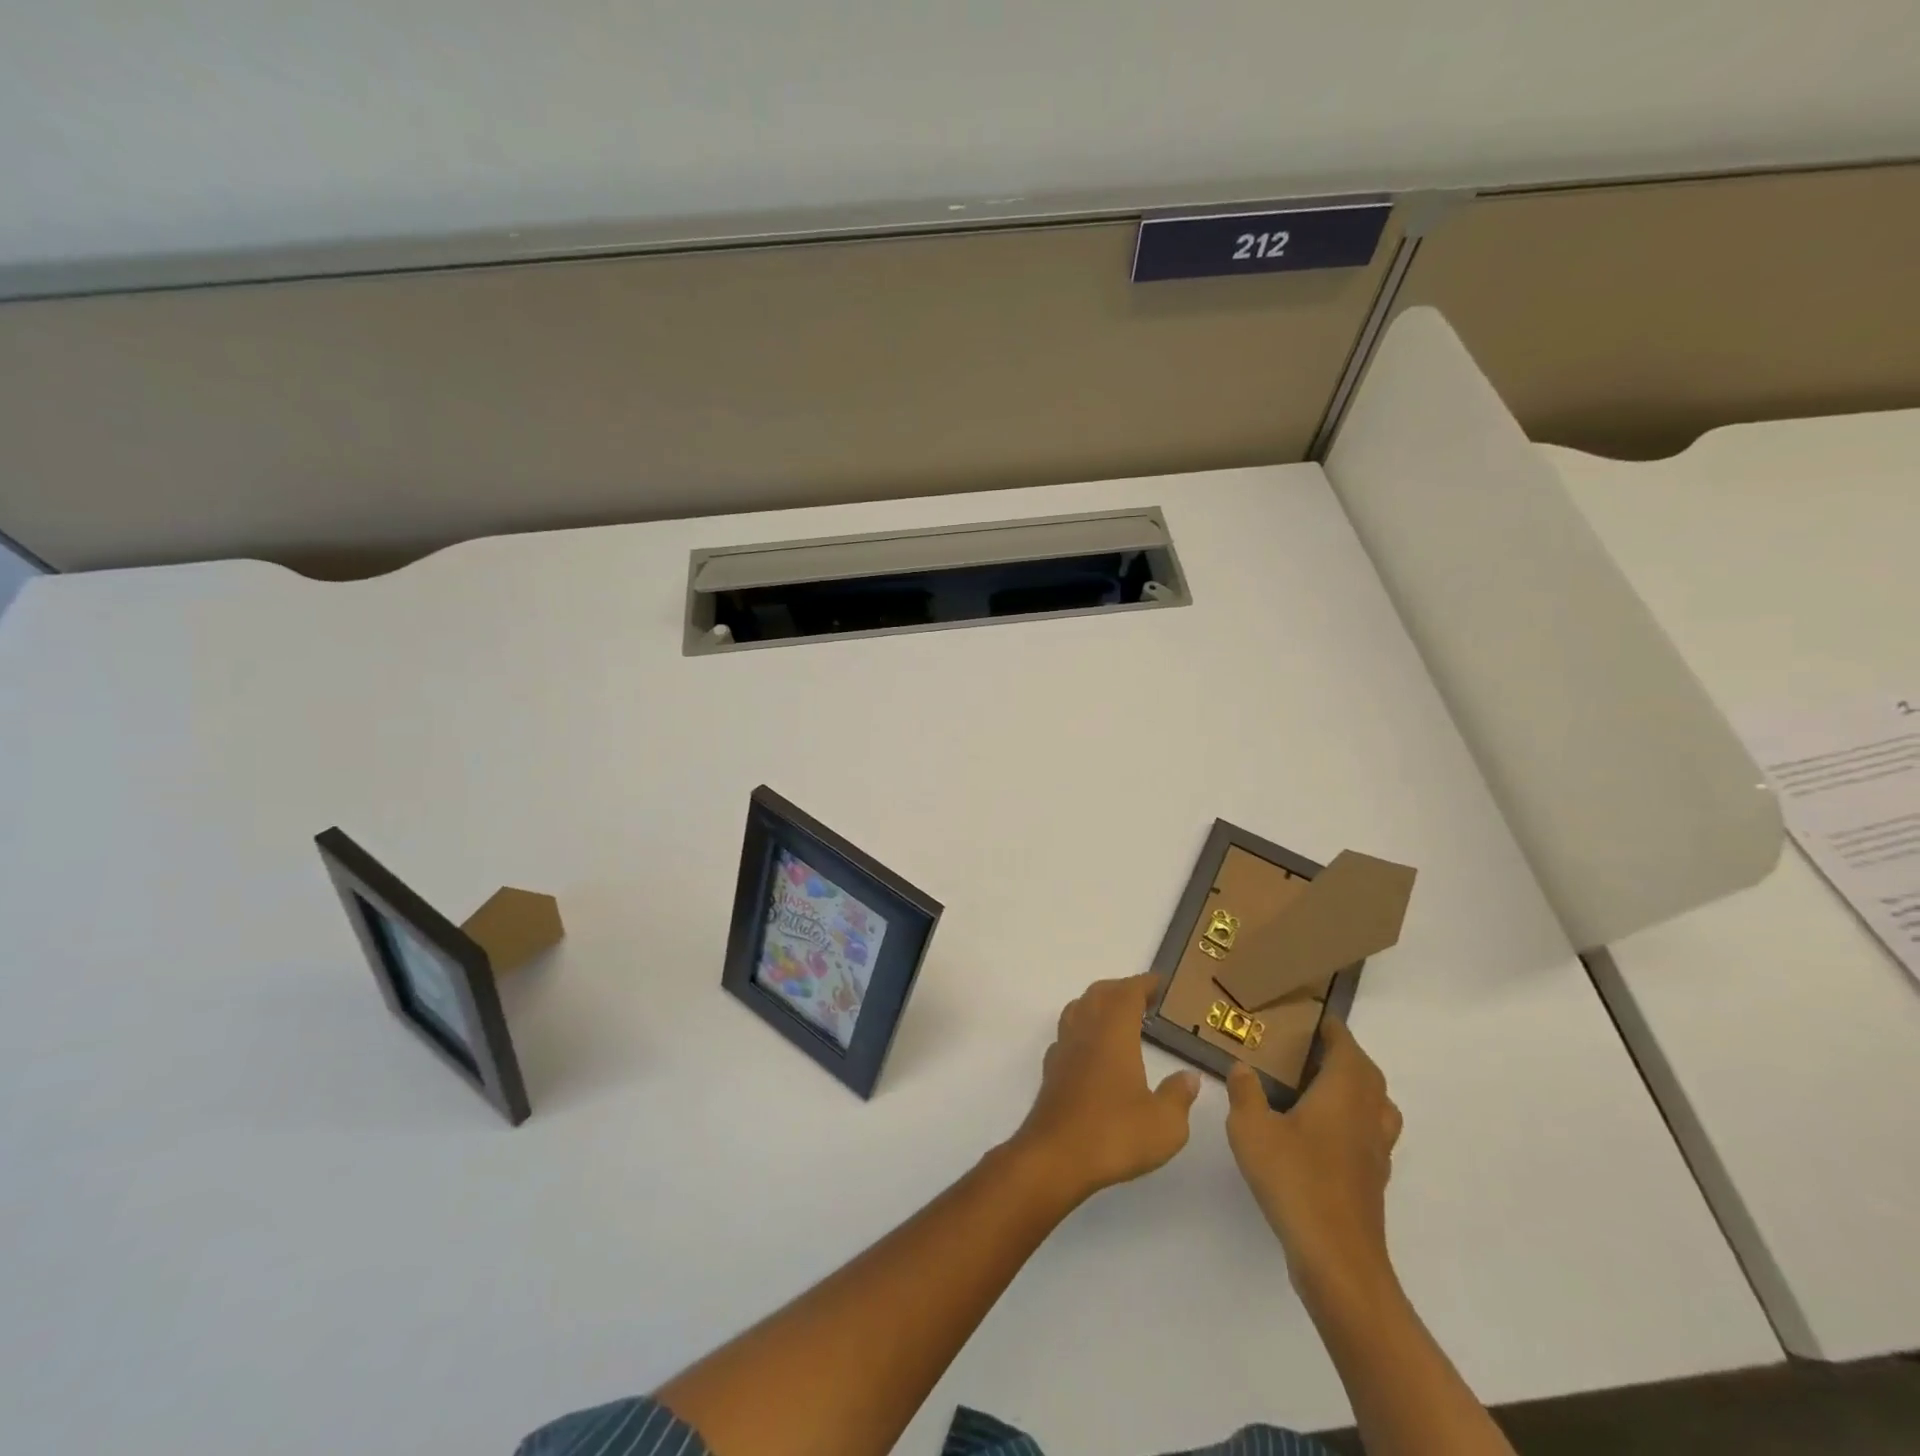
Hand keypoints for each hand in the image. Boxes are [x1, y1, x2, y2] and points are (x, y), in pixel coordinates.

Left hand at [1012, 972, 1200, 1202]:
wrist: (1055, 1156)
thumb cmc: (1114, 1134)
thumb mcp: (1165, 1124)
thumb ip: (1179, 1096)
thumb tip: (1189, 1077)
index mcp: (1114, 1033)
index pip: (1127, 993)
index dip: (1144, 984)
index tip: (1160, 982)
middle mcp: (1085, 1031)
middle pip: (1099, 994)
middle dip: (1121, 989)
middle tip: (1143, 997)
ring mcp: (1064, 1048)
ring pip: (1078, 1009)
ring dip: (1097, 1003)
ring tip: (1117, 1016)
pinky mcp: (1051, 1070)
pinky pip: (1066, 1034)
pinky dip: (1081, 1029)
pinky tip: (1091, 1049)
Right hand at [1225, 1017, 1401, 1301]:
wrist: (1336, 1257)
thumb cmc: (1294, 1180)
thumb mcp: (1251, 1129)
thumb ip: (1245, 1093)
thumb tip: (1242, 1067)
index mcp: (1343, 1094)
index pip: (1347, 1049)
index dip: (1335, 1032)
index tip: (1318, 1020)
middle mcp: (1367, 1116)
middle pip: (1368, 1076)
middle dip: (1347, 1056)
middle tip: (1315, 1049)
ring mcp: (1375, 1152)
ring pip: (1378, 1107)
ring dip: (1359, 1089)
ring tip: (1325, 1087)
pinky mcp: (1372, 1181)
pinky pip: (1372, 1135)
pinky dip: (1356, 1121)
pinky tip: (1326, 1134)